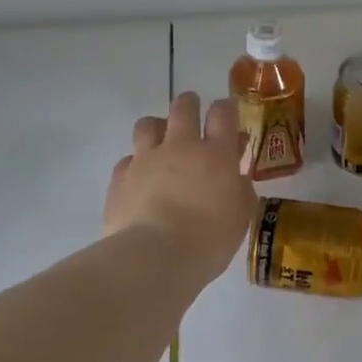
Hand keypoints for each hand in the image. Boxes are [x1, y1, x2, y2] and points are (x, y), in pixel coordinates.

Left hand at [105, 92, 255, 283]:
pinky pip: (127, 159)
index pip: (223, 113)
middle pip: (183, 107)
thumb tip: (236, 180)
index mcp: (216, 154)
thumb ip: (240, 192)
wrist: (154, 257)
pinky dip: (135, 164)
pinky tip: (140, 179)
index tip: (227, 114)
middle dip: (189, 104)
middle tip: (193, 115)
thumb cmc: (208, 239)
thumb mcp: (240, 217)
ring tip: (161, 141)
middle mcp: (180, 146)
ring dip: (157, 127)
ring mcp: (146, 159)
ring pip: (147, 124)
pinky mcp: (120, 178)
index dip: (225, 109)